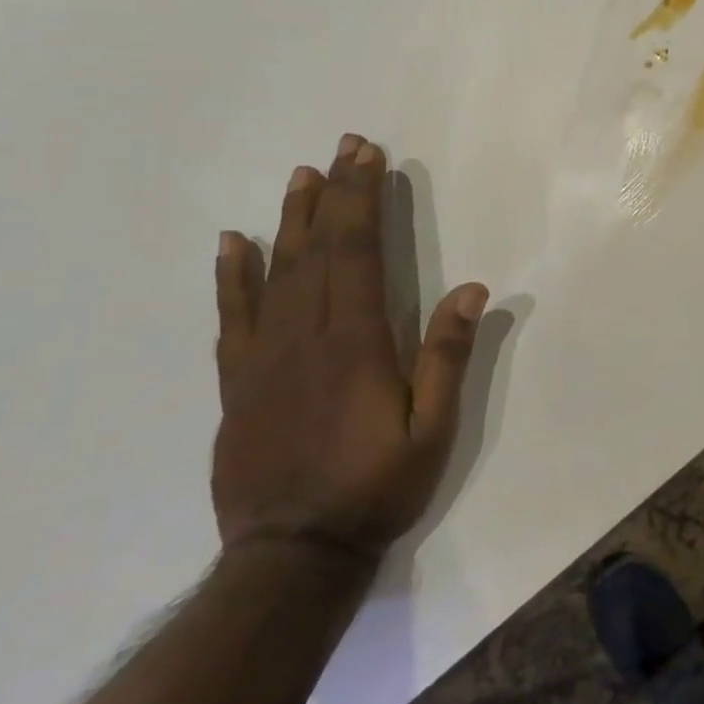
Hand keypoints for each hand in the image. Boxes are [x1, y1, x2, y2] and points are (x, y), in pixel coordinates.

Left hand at [211, 135, 487, 561]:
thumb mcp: (433, 429)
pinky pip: (232, 317)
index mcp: (356, 343)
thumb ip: (448, 356)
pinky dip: (232, 276)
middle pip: (317, 249)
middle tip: (344, 147)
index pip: (358, 252)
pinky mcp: (237, 383)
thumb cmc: (377, 488)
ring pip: (275, 272)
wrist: (292, 556)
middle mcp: (304, 337)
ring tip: (301, 176)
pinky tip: (233, 243)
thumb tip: (471, 288)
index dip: (363, 200)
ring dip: (290, 219)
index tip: (369, 157)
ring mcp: (263, 358)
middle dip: (334, 193)